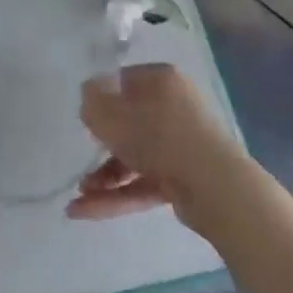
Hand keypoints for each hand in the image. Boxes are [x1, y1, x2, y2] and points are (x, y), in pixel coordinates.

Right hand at [67, 62, 251, 228]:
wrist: (214, 187)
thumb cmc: (159, 137)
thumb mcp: (113, 116)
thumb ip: (93, 103)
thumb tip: (89, 93)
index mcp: (161, 81)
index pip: (124, 81)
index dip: (102, 98)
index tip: (86, 118)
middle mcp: (173, 107)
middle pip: (130, 122)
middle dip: (101, 145)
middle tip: (81, 159)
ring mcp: (180, 145)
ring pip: (135, 156)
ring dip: (105, 176)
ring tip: (78, 196)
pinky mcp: (183, 178)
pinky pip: (143, 182)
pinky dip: (117, 195)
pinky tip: (84, 211)